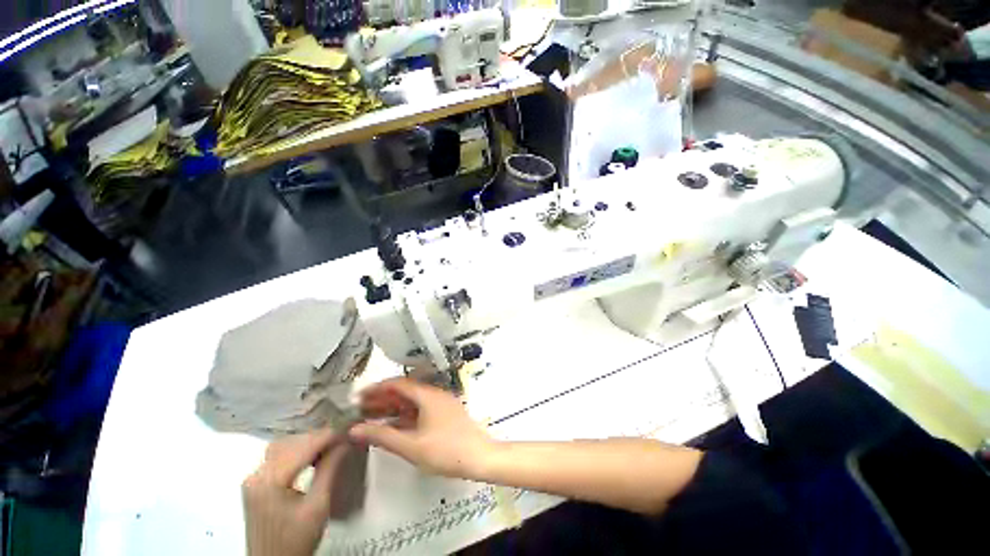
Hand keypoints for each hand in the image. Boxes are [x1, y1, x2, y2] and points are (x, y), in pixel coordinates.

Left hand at [242, 430, 349, 555]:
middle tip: (342, 437)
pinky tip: (312, 456)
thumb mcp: (318, 506)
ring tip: (330, 444)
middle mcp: (256, 474)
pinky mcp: (256, 483)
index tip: (349, 429)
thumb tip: (344, 441)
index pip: (302, 447)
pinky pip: (278, 456)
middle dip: (318, 437)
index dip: (328, 436)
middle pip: (290, 442)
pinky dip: (297, 450)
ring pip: (283, 445)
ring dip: (307, 442)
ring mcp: (254, 478)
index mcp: (269, 481)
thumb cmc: (297, 540)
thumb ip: (329, 470)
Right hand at [349, 378, 494, 478]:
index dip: (377, 388)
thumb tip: (356, 429)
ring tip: (370, 417)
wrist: (479, 457)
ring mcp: (440, 404)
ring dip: (392, 408)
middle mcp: (434, 395)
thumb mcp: (411, 446)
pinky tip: (392, 426)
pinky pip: (420, 411)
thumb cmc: (445, 450)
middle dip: (382, 399)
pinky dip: (404, 416)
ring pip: (411, 402)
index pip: (398, 384)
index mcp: (427, 395)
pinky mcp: (444, 415)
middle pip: (404, 392)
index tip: (358, 396)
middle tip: (359, 409)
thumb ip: (383, 436)